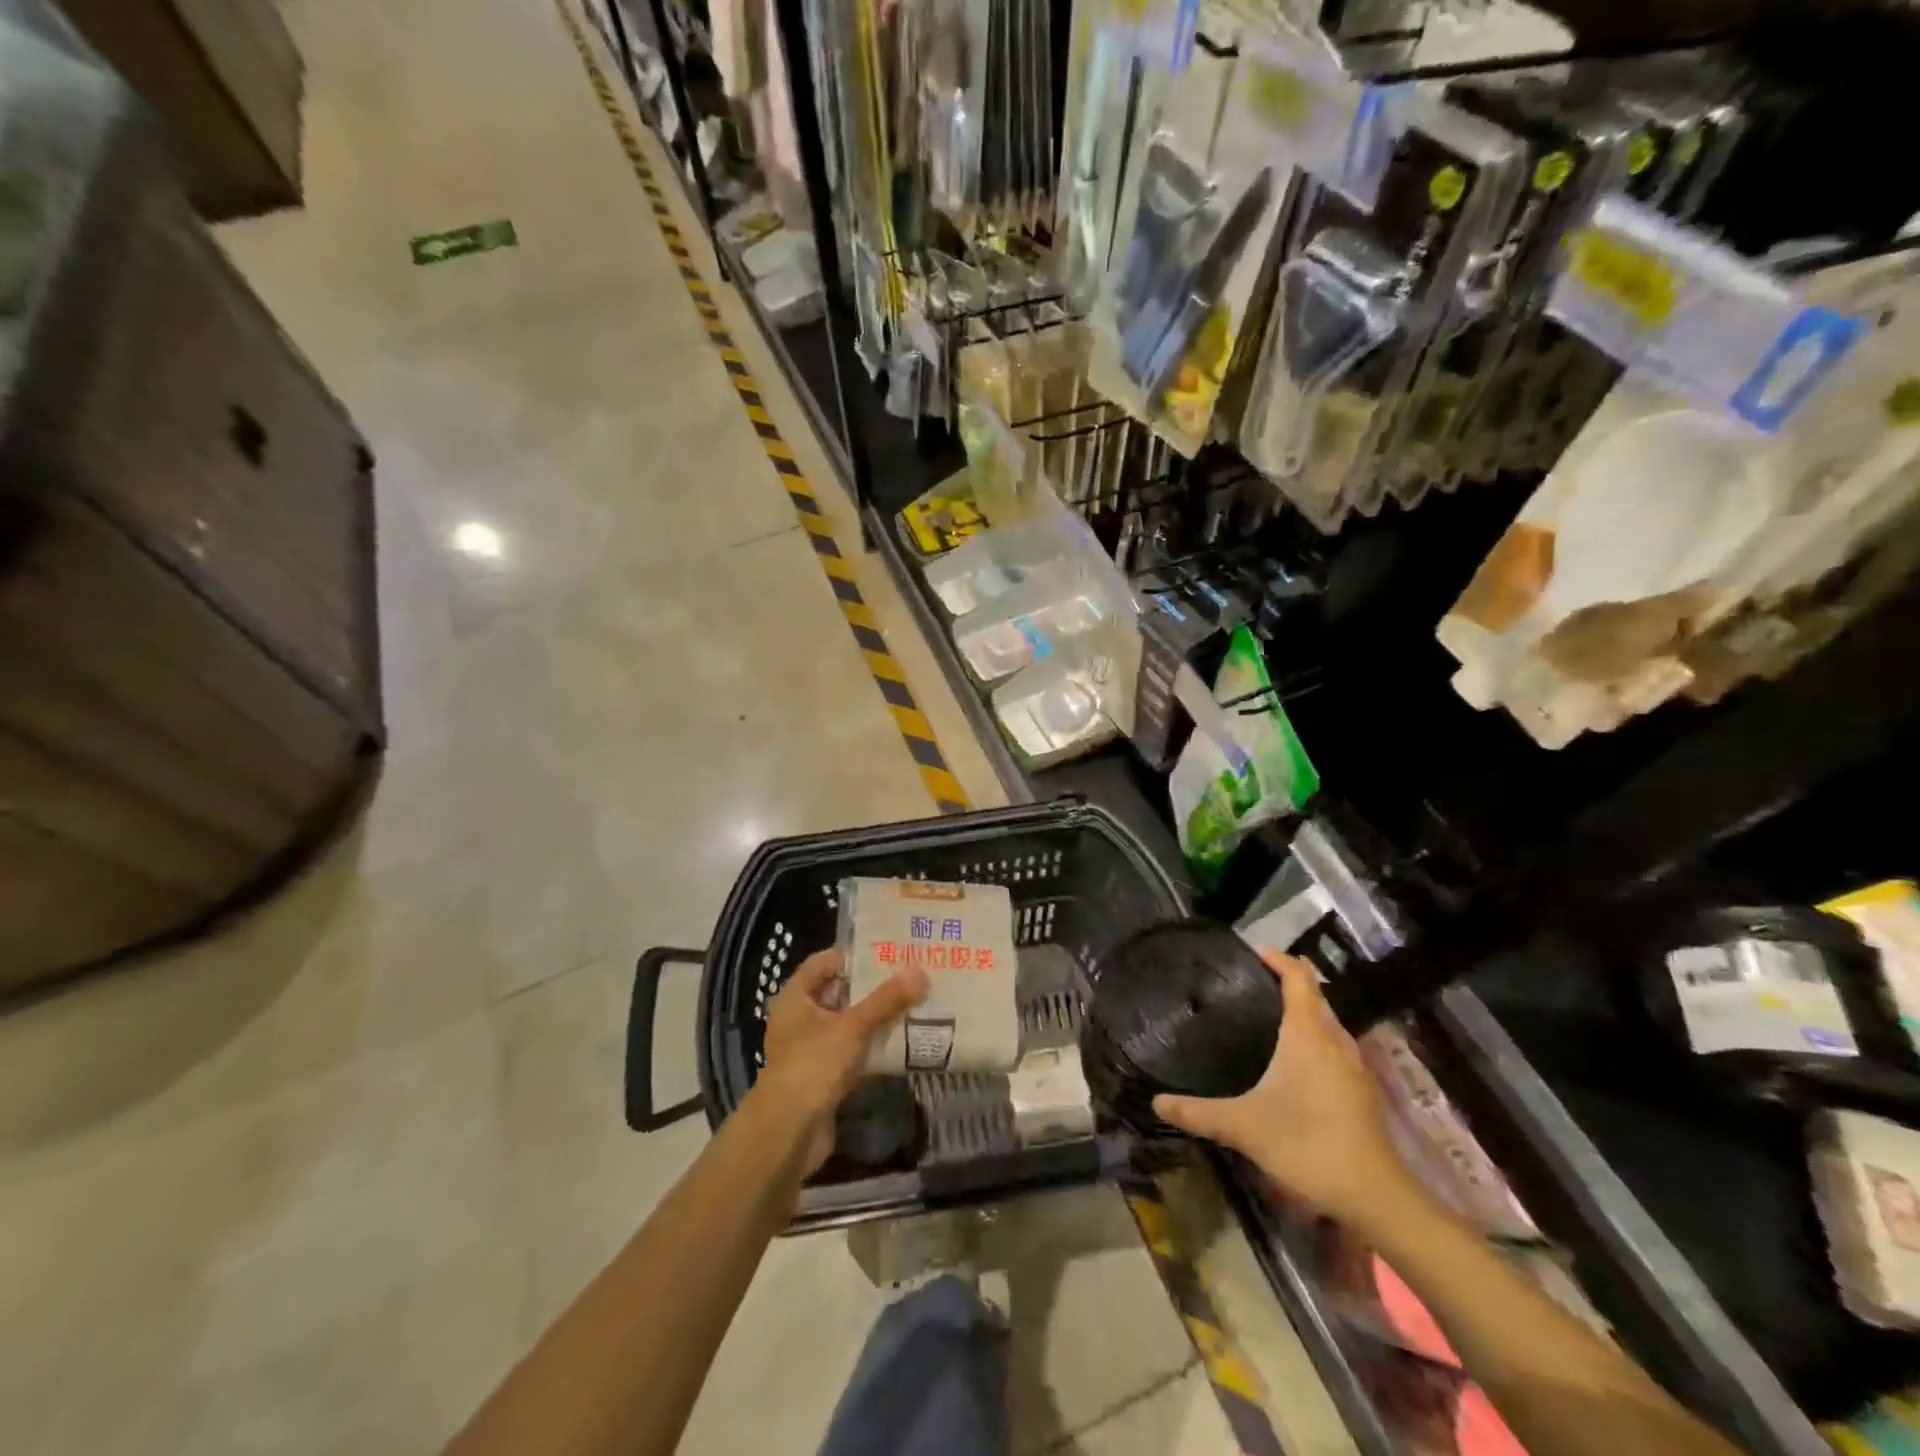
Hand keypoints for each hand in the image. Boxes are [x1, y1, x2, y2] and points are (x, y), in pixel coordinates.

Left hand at [756, 948, 926, 1171]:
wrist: (788, 1134)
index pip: (825, 962)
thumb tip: (920, 971)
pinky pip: (853, 1052)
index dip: (855, 955)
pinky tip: (903, 1041)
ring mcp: (811, 1049)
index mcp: (796, 997)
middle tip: (910, 975)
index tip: (890, 950)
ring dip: (876, 1017)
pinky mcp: (824, 1076)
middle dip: (873, 986)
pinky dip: (873, 1046)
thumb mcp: (852, 1027)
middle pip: (840, 992)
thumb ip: (886, 1000)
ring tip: (914, 1003)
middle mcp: (800, 1018)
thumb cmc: (812, 1066)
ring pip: (849, 1024)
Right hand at [1153, 954, 1417, 1226]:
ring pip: (1327, 1021)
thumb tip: (1156, 1102)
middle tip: (1249, 984)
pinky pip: (1334, 1045)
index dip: (1278, 959)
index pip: (1298, 977)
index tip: (1252, 953)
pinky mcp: (1361, 1089)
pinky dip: (1314, 1036)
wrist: (1375, 1195)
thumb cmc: (1308, 1145)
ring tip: (1267, 1015)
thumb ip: (1198, 1112)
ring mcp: (1353, 1065)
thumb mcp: (1244, 1127)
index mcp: (1308, 1034)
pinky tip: (1294, 1061)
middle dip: (1288, 982)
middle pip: (1315, 995)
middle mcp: (1334, 1040)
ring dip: (1304, 1010)